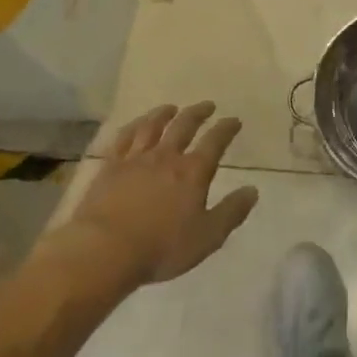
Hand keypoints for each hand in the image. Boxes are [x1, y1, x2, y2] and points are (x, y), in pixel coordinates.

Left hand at [55, 102, 259, 288]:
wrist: (104, 250)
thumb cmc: (161, 247)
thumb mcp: (207, 237)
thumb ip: (231, 212)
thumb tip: (252, 190)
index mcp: (193, 172)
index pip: (215, 142)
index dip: (226, 129)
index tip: (234, 121)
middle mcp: (166, 156)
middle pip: (184, 126)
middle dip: (198, 113)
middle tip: (207, 105)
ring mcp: (135, 159)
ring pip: (152, 126)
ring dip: (164, 114)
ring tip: (171, 108)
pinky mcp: (110, 167)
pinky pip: (123, 138)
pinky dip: (133, 127)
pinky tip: (135, 125)